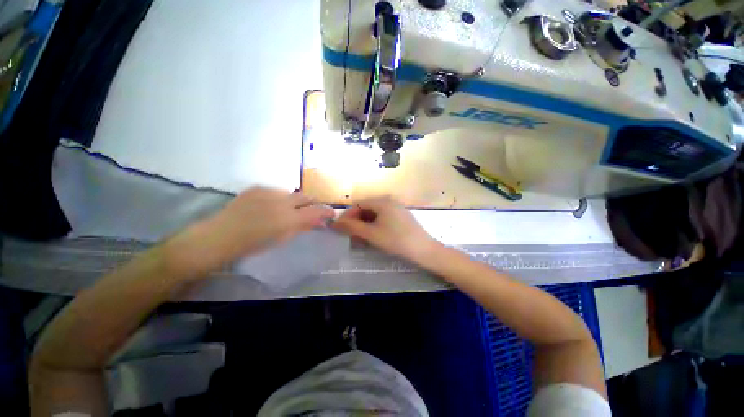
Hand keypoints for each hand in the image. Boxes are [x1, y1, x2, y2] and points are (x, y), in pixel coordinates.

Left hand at [166, 187, 334, 277]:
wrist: (219, 237)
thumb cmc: (252, 245)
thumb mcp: (281, 239)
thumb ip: (302, 227)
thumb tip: (318, 222)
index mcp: (288, 218)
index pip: (316, 210)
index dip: (326, 211)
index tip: (332, 214)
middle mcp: (281, 201)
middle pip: (306, 197)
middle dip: (312, 203)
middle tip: (311, 212)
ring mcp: (268, 192)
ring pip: (291, 193)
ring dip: (295, 201)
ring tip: (286, 211)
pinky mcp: (257, 188)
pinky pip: (276, 191)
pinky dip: (279, 198)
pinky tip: (270, 207)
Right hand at [332, 196, 439, 261]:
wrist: (424, 250)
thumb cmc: (396, 240)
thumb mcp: (372, 234)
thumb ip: (352, 227)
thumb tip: (335, 223)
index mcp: (382, 201)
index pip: (358, 204)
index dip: (347, 216)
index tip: (340, 228)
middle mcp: (389, 201)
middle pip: (366, 208)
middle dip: (356, 221)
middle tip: (350, 236)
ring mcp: (396, 208)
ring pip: (375, 214)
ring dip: (365, 225)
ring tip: (360, 239)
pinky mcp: (401, 217)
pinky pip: (383, 218)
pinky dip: (375, 226)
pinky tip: (373, 237)